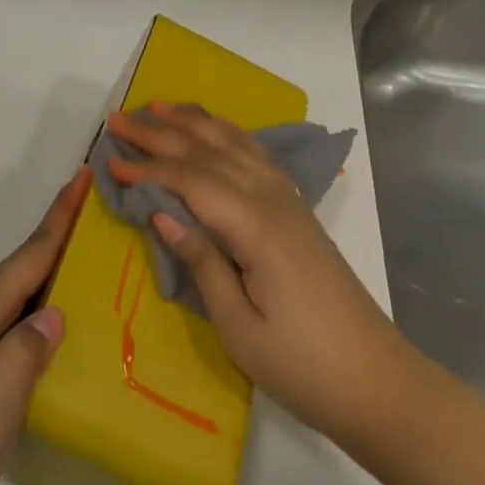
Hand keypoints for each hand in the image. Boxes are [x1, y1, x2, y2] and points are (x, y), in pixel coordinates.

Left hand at [0, 167, 89, 484]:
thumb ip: (21, 359)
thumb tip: (57, 312)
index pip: (29, 255)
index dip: (60, 215)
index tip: (84, 174)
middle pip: (26, 260)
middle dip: (60, 226)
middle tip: (97, 199)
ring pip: (21, 284)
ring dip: (53, 256)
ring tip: (90, 239)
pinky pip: (16, 310)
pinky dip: (42, 292)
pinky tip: (61, 306)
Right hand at [105, 104, 412, 448]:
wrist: (374, 377)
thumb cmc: (302, 364)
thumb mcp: (239, 328)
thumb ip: (201, 262)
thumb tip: (160, 212)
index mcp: (254, 224)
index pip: (190, 180)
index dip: (148, 168)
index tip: (110, 159)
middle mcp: (270, 196)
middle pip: (207, 150)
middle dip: (159, 132)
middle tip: (118, 119)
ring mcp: (287, 196)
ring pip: (232, 141)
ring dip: (192, 121)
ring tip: (158, 106)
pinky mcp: (295, 205)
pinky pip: (253, 152)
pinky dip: (226, 132)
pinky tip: (212, 129)